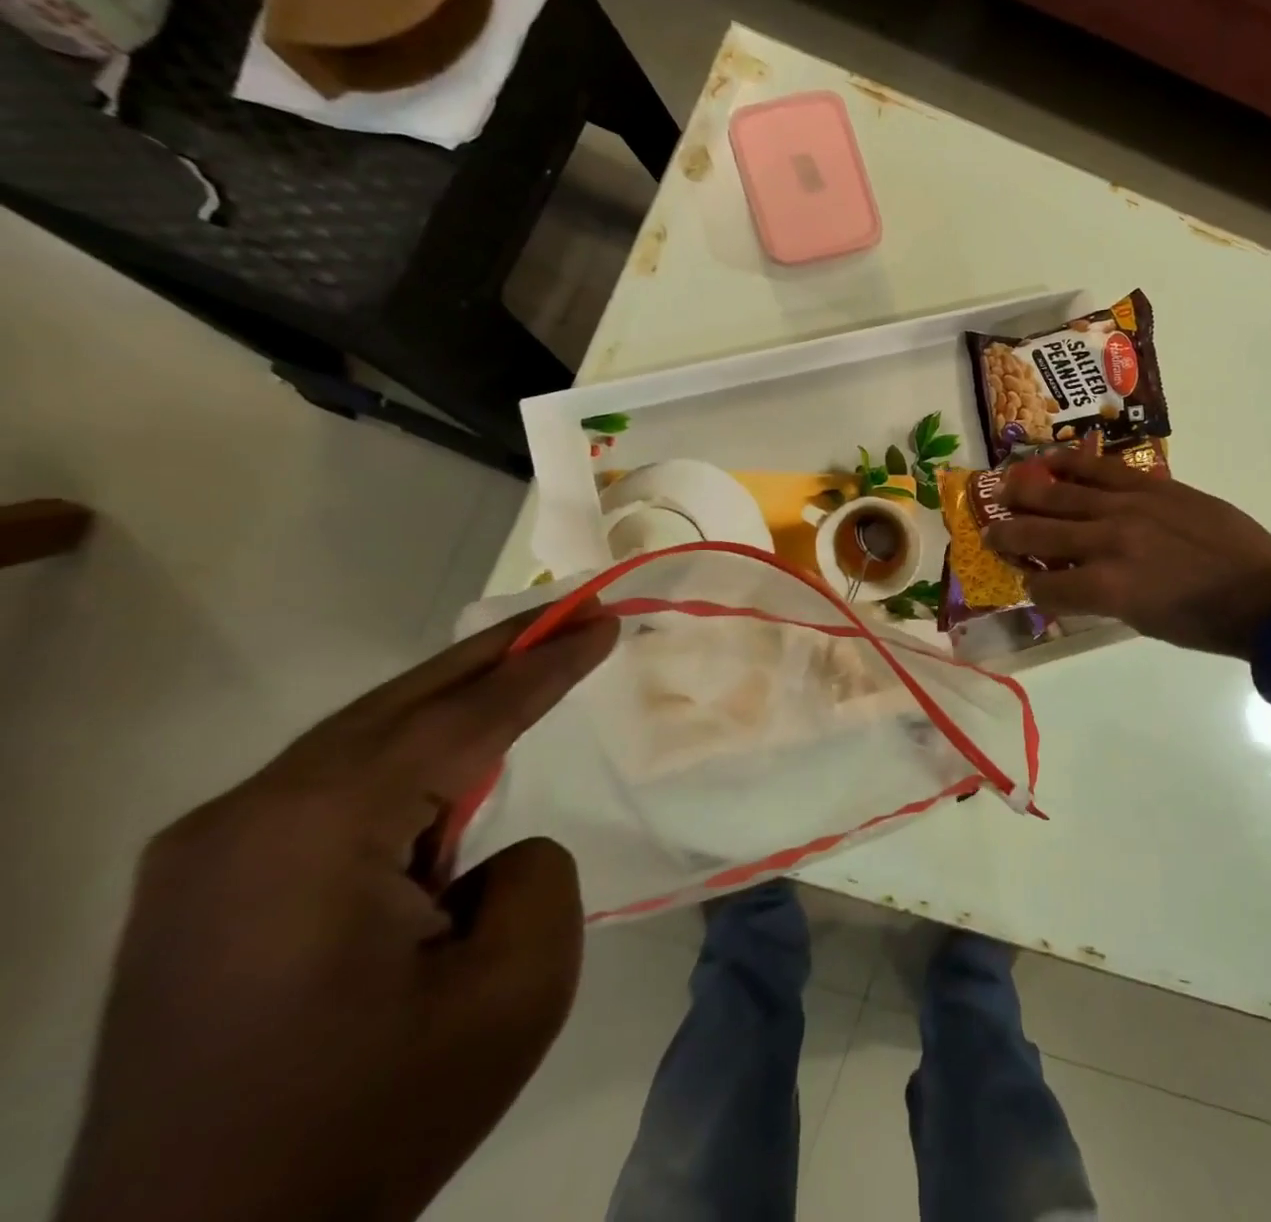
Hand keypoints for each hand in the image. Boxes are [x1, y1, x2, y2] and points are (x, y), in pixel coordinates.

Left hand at [56, 607, 617, 1221]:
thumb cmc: (372, 1121)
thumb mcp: (515, 991)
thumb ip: (538, 874)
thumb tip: (495, 851)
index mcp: (317, 832)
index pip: (464, 719)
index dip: (545, 664)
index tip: (603, 618)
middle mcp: (244, 819)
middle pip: (401, 704)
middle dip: (496, 654)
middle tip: (569, 612)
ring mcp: (206, 855)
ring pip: (362, 741)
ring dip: (451, 707)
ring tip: (527, 671)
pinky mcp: (203, 890)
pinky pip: (329, 789)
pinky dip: (405, 762)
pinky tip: (450, 773)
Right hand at [986, 447, 1270, 658]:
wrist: (1265, 596)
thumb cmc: (1203, 624)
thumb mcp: (1139, 621)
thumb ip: (1098, 596)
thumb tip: (1071, 577)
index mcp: (1105, 587)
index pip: (1044, 584)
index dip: (1031, 586)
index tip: (1030, 583)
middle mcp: (1107, 542)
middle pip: (1039, 532)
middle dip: (1007, 535)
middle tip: (988, 531)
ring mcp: (1129, 507)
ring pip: (1061, 493)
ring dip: (1025, 493)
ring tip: (1003, 490)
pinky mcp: (1152, 485)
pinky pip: (1100, 469)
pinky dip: (1071, 466)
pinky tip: (1050, 463)